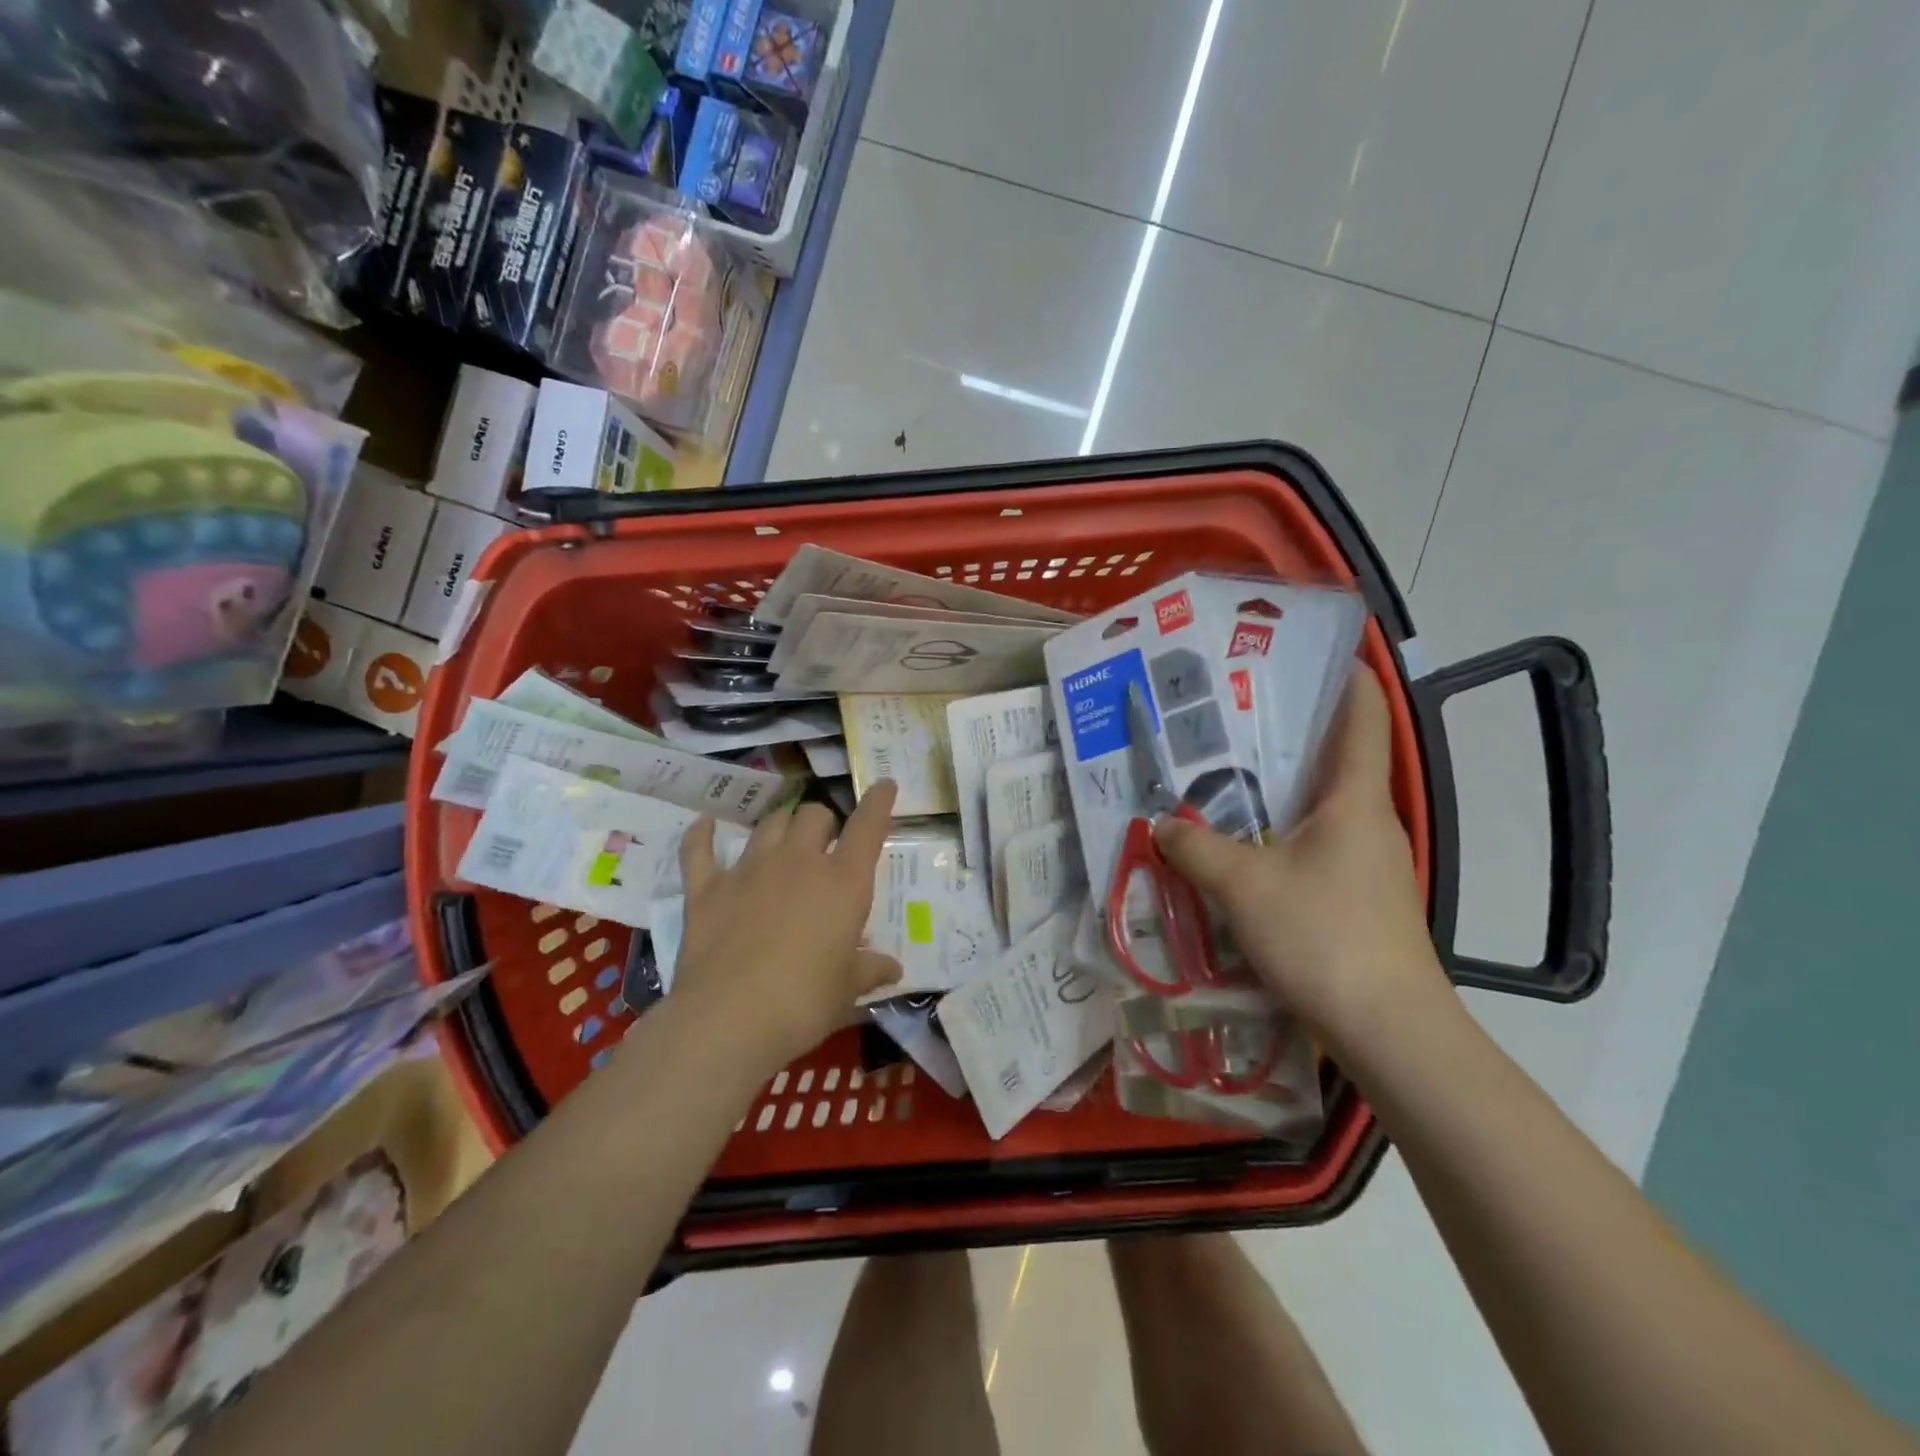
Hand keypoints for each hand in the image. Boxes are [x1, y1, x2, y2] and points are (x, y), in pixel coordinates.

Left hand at [670, 782, 901, 1070]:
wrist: (729, 1020)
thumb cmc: (803, 1004)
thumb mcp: (847, 991)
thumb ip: (870, 970)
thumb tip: (893, 968)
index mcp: (843, 883)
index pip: (868, 827)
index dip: (879, 802)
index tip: (884, 785)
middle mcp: (799, 863)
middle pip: (813, 815)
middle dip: (823, 823)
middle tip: (825, 846)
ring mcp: (749, 870)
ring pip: (770, 823)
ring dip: (781, 826)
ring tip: (784, 840)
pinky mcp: (708, 888)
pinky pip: (700, 849)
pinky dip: (702, 835)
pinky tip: (704, 825)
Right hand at [1152, 666, 1447, 1047]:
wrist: (1387, 1028)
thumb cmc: (1324, 936)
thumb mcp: (1245, 886)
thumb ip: (1197, 848)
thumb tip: (1160, 823)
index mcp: (1355, 799)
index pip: (1363, 716)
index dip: (1345, 677)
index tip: (1305, 655)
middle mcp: (1369, 820)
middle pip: (1336, 757)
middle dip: (1288, 732)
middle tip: (1228, 717)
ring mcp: (1367, 861)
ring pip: (1321, 805)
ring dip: (1279, 788)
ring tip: (1221, 776)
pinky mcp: (1357, 897)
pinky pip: (1314, 844)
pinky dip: (1280, 833)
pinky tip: (1241, 846)